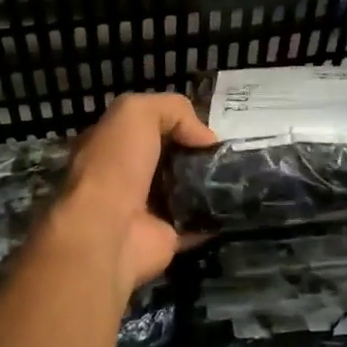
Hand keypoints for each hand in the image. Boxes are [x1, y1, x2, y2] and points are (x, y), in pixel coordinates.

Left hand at [59, 93, 215, 303]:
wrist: (108, 230)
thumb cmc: (116, 163)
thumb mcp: (136, 112)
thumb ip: (172, 109)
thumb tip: (205, 137)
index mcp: (111, 144)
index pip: (146, 126)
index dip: (176, 122)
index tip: (205, 128)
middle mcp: (125, 175)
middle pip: (170, 158)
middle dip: (197, 153)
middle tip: (226, 152)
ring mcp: (146, 209)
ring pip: (186, 189)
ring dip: (210, 182)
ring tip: (237, 174)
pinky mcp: (166, 236)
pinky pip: (197, 223)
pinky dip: (216, 216)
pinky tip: (236, 202)